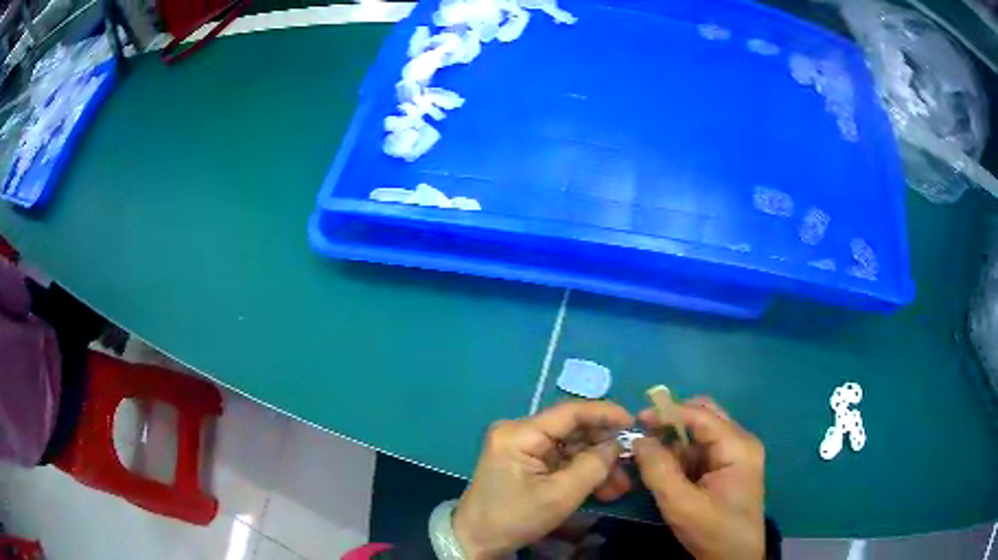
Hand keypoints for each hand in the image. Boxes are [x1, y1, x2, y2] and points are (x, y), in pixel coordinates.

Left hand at [453, 400, 633, 558]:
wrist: (477, 541)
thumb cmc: (514, 518)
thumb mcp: (558, 496)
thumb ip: (592, 467)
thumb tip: (616, 445)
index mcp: (520, 433)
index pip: (570, 412)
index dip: (604, 413)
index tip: (633, 422)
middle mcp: (520, 433)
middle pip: (573, 431)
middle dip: (603, 449)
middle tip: (629, 467)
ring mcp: (523, 448)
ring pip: (571, 448)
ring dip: (597, 465)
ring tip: (619, 487)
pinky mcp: (527, 463)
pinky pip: (562, 461)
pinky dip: (582, 473)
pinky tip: (603, 490)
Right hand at [633, 397, 765, 559]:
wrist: (735, 558)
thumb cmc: (713, 531)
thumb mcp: (681, 505)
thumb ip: (659, 470)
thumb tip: (639, 440)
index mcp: (737, 446)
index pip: (701, 415)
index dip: (669, 412)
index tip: (637, 420)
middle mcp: (740, 442)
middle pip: (704, 417)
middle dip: (672, 424)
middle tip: (644, 437)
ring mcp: (736, 455)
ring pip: (700, 435)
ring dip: (675, 444)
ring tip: (651, 463)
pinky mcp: (729, 468)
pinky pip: (702, 451)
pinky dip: (682, 458)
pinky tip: (668, 474)